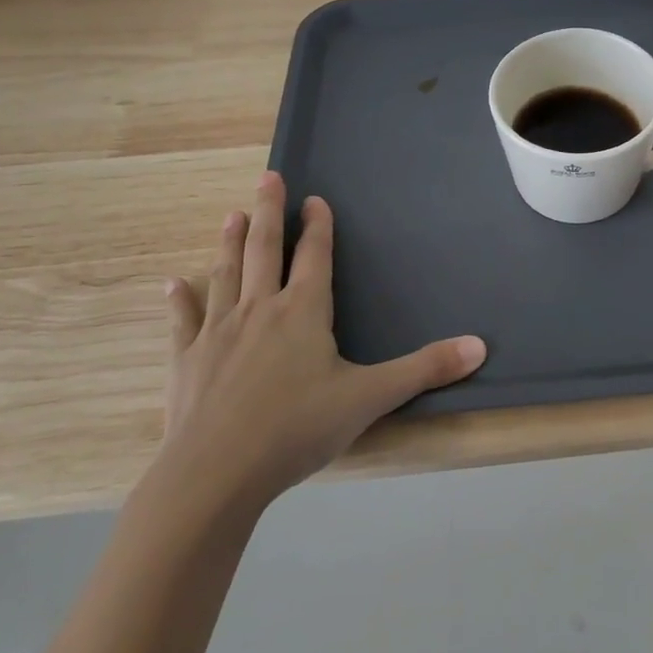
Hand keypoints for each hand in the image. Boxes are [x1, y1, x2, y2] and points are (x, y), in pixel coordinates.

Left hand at [154, 173, 485, 519]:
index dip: (318, 226)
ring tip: (231, 214)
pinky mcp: (186, 361)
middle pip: (264, 250)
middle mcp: (260, 310)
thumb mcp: (370, 398)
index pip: (314, 256)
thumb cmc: (296, 429)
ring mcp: (218, 332)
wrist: (214, 475)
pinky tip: (173, 284)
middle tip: (267, 178)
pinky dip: (180, 301)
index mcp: (303, 312)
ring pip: (226, 274)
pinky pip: (184, 322)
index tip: (315, 199)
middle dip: (268, 212)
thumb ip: (424, 369)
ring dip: (229, 242)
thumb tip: (480, 346)